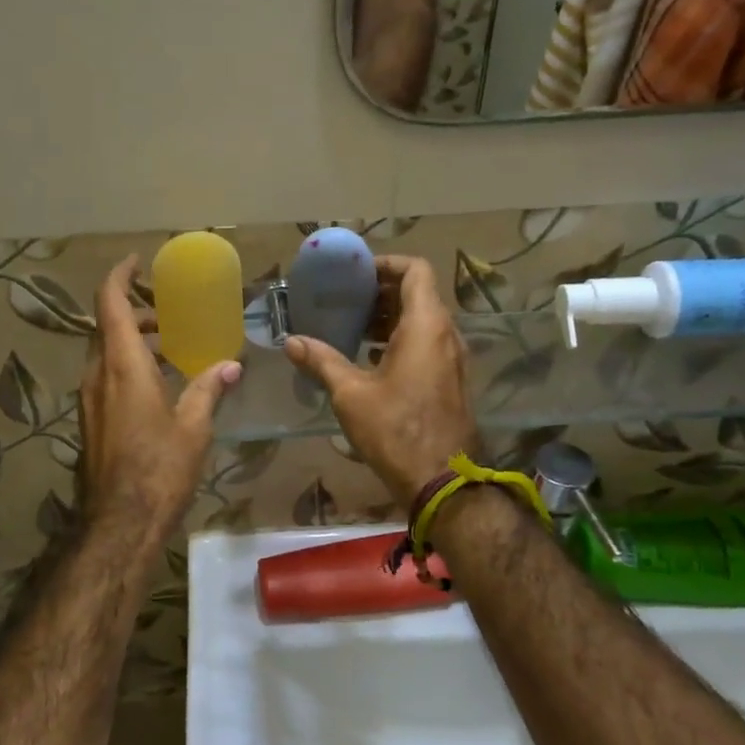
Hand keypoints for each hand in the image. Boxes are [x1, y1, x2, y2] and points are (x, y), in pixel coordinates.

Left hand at [78, 256, 240, 539]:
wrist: (120, 521)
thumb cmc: (160, 468)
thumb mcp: (193, 426)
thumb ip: (208, 389)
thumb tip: (230, 366)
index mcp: (122, 365)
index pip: (110, 303)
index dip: (120, 276)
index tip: (137, 262)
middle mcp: (97, 375)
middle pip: (107, 326)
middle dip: (135, 311)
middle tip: (168, 312)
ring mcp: (89, 399)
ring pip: (104, 353)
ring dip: (131, 340)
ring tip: (168, 346)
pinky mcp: (90, 420)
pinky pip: (105, 377)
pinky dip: (126, 365)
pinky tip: (156, 384)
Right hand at [286, 254, 476, 507]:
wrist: (441, 480)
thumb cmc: (395, 430)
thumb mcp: (351, 394)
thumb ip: (322, 361)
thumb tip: (291, 342)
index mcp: (426, 325)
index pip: (416, 270)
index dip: (386, 264)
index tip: (356, 273)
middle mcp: (446, 334)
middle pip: (419, 294)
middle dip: (382, 292)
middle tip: (346, 300)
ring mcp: (453, 359)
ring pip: (424, 320)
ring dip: (390, 318)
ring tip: (353, 328)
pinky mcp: (451, 380)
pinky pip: (427, 344)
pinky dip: (401, 340)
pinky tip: (371, 359)